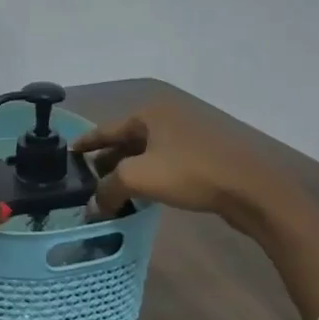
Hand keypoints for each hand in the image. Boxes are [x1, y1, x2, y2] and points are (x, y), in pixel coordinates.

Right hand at [72, 100, 269, 219]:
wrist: (251, 189)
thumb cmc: (189, 173)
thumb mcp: (138, 178)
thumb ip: (108, 189)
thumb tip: (94, 206)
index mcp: (149, 113)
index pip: (107, 129)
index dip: (86, 143)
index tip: (68, 154)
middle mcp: (167, 117)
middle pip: (127, 140)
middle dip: (106, 160)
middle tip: (87, 180)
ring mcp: (189, 135)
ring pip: (147, 153)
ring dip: (128, 170)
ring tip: (111, 191)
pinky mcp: (204, 155)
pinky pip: (165, 162)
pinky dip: (149, 175)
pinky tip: (143, 193)